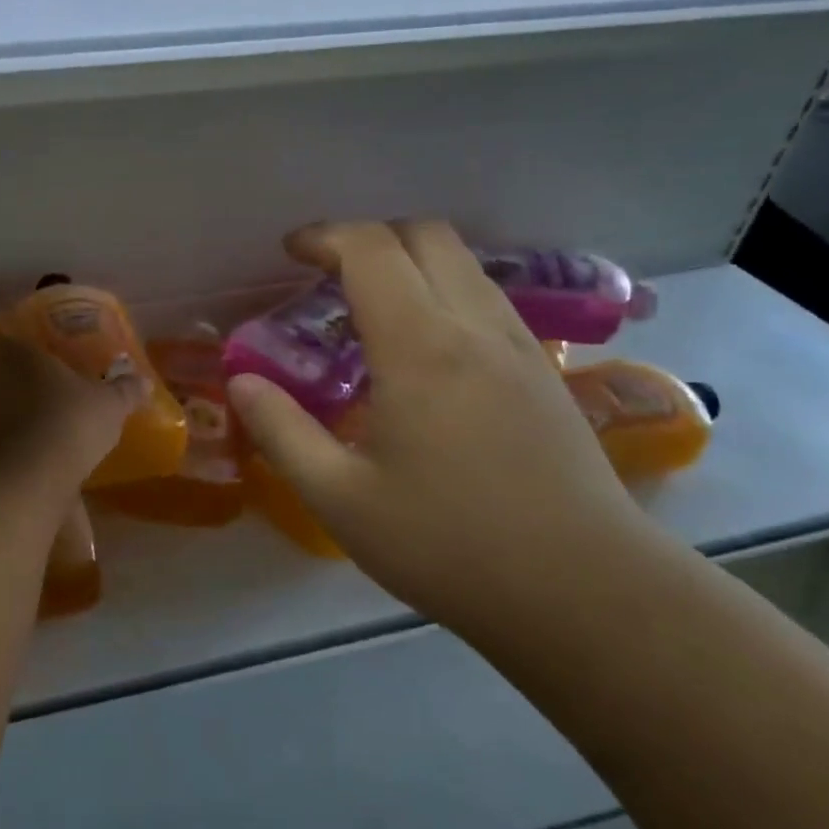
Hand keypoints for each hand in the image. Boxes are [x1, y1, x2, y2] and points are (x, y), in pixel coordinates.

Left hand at [0, 333, 140, 494]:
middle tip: (44, 403)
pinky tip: (25, 474)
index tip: (31, 359)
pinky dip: (2, 459)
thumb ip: (124, 392)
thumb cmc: (68, 423)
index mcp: (20, 357)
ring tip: (37, 443)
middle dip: (18, 390)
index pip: (6, 341)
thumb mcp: (109, 407)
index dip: (16, 348)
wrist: (20, 481)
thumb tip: (144, 381)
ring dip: (9, 426)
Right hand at [227, 221, 655, 636]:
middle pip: (425, 234)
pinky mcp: (545, 371)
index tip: (291, 252)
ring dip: (410, 261)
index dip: (324, 236)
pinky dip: (444, 290)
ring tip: (371, 309)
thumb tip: (241, 383)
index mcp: (420, 347)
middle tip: (328, 275)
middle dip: (369, 237)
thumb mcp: (341, 499)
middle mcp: (475, 326)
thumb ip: (282, 432)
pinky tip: (425, 349)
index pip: (371, 249)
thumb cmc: (451, 546)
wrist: (587, 593)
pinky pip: (487, 297)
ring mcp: (520, 344)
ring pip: (463, 262)